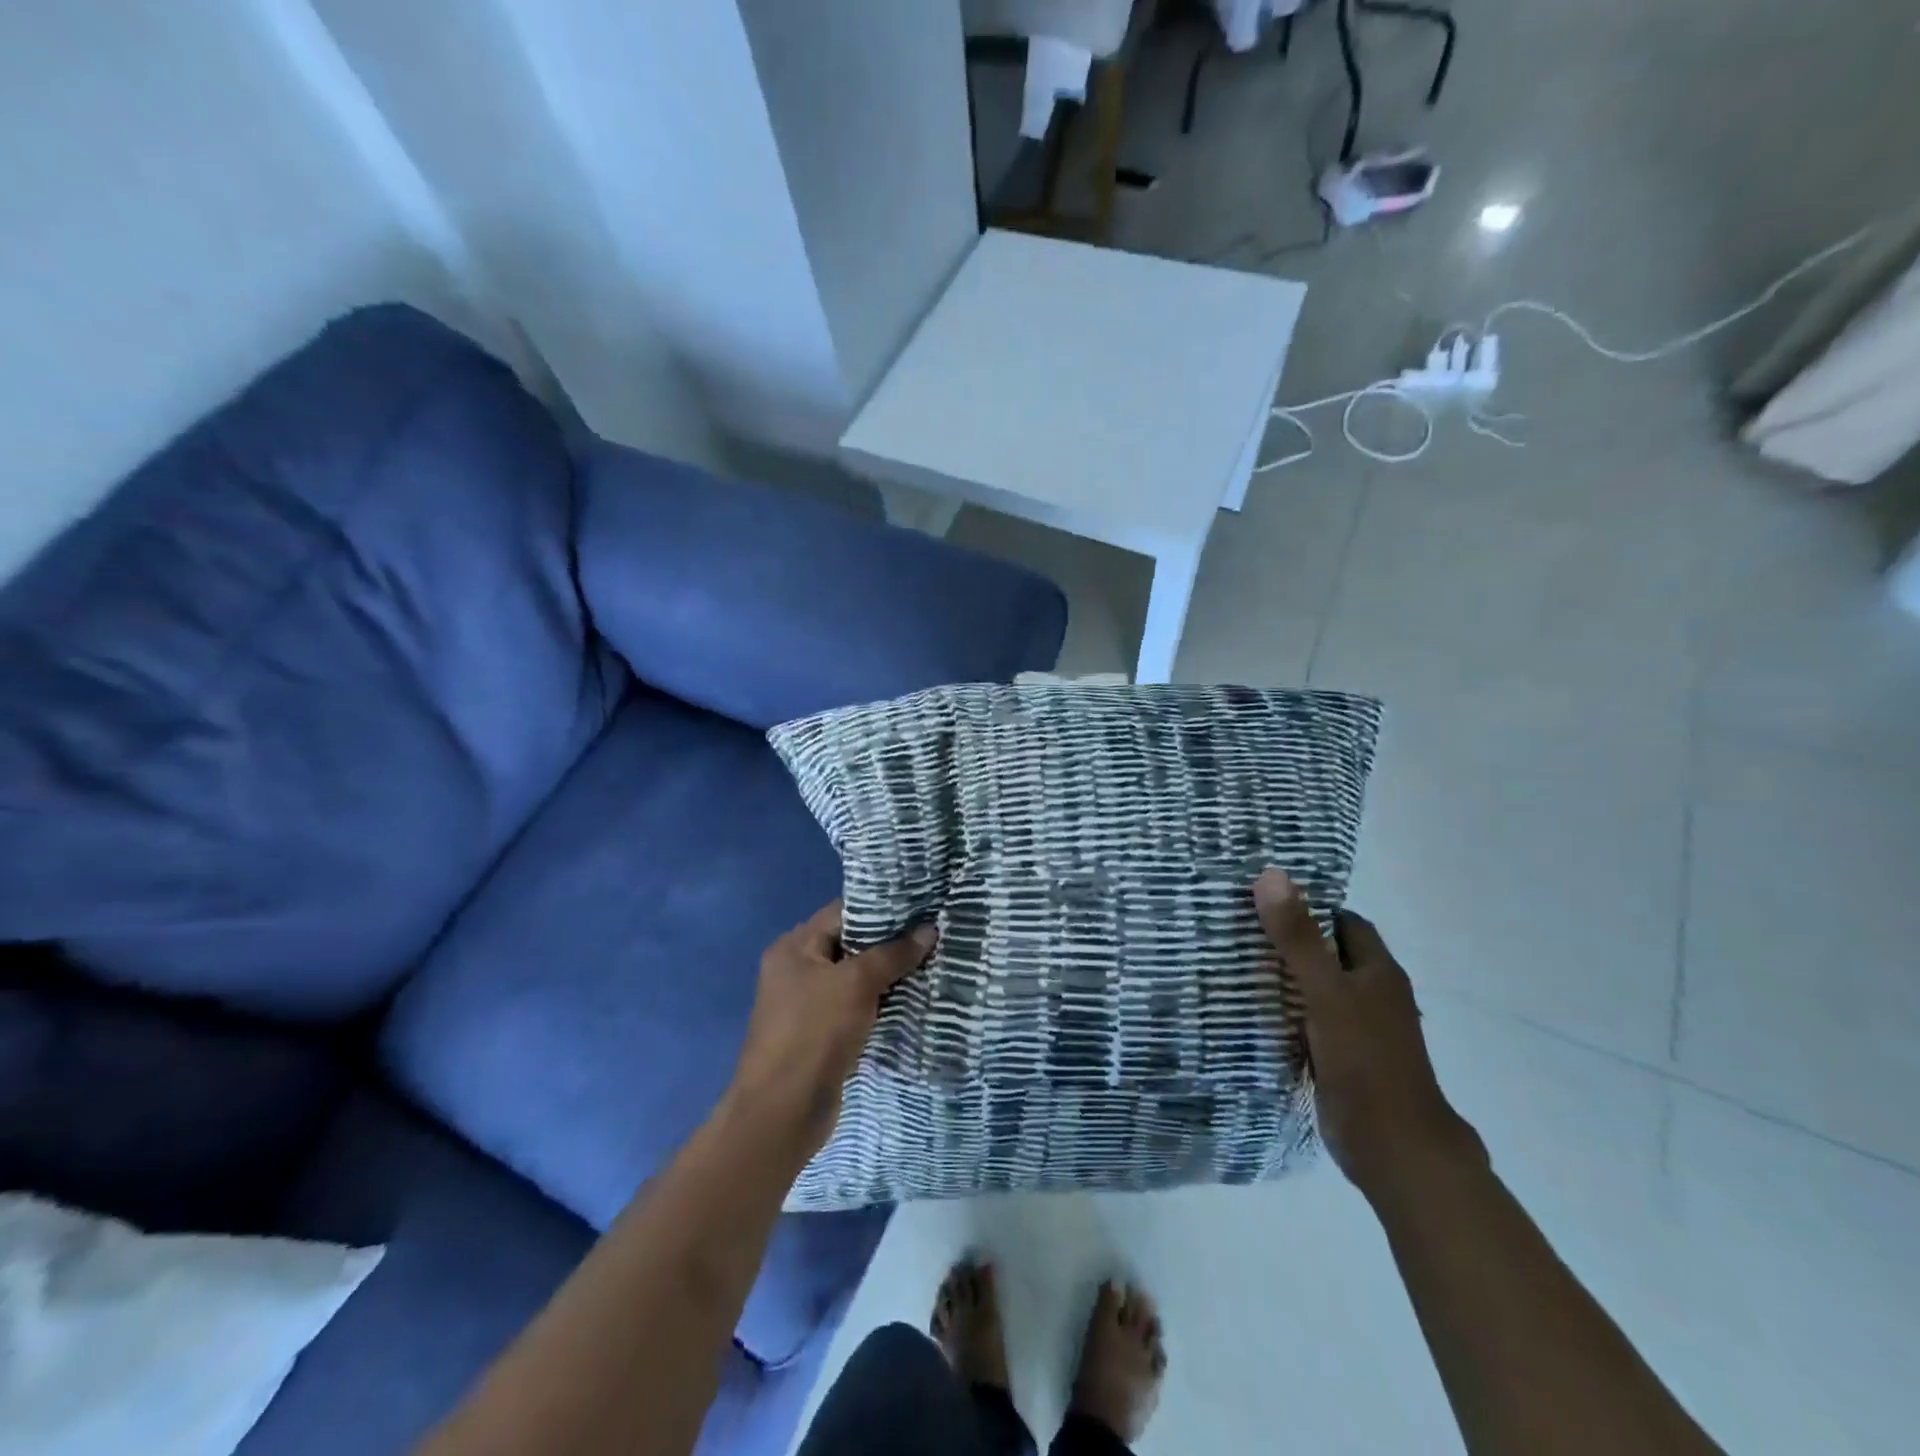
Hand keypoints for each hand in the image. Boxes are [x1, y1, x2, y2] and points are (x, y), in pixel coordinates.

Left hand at [726, 903, 934, 1158]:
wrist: (783, 1111)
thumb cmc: (815, 1032)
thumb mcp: (857, 983)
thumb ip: (893, 954)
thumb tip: (929, 930)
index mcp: (795, 946)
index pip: (843, 911)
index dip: (882, 906)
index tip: (922, 904)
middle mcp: (797, 969)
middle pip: (851, 943)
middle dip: (891, 941)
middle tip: (934, 933)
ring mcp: (808, 1004)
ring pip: (856, 978)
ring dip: (890, 975)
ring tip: (934, 962)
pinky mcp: (822, 1034)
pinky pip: (857, 1007)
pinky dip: (881, 1003)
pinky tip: (914, 999)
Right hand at [1253, 869, 1483, 1202]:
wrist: (1393, 1148)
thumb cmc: (1367, 1060)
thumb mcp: (1326, 992)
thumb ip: (1298, 937)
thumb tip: (1271, 874)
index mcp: (1378, 972)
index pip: (1343, 921)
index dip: (1309, 905)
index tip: (1263, 896)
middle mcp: (1371, 994)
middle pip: (1327, 953)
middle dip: (1289, 938)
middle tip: (1237, 923)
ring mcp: (1356, 1028)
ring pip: (1315, 987)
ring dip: (1283, 975)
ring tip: (1232, 957)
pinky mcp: (1340, 1057)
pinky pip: (1307, 1020)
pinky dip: (1283, 1009)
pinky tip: (1249, 1006)